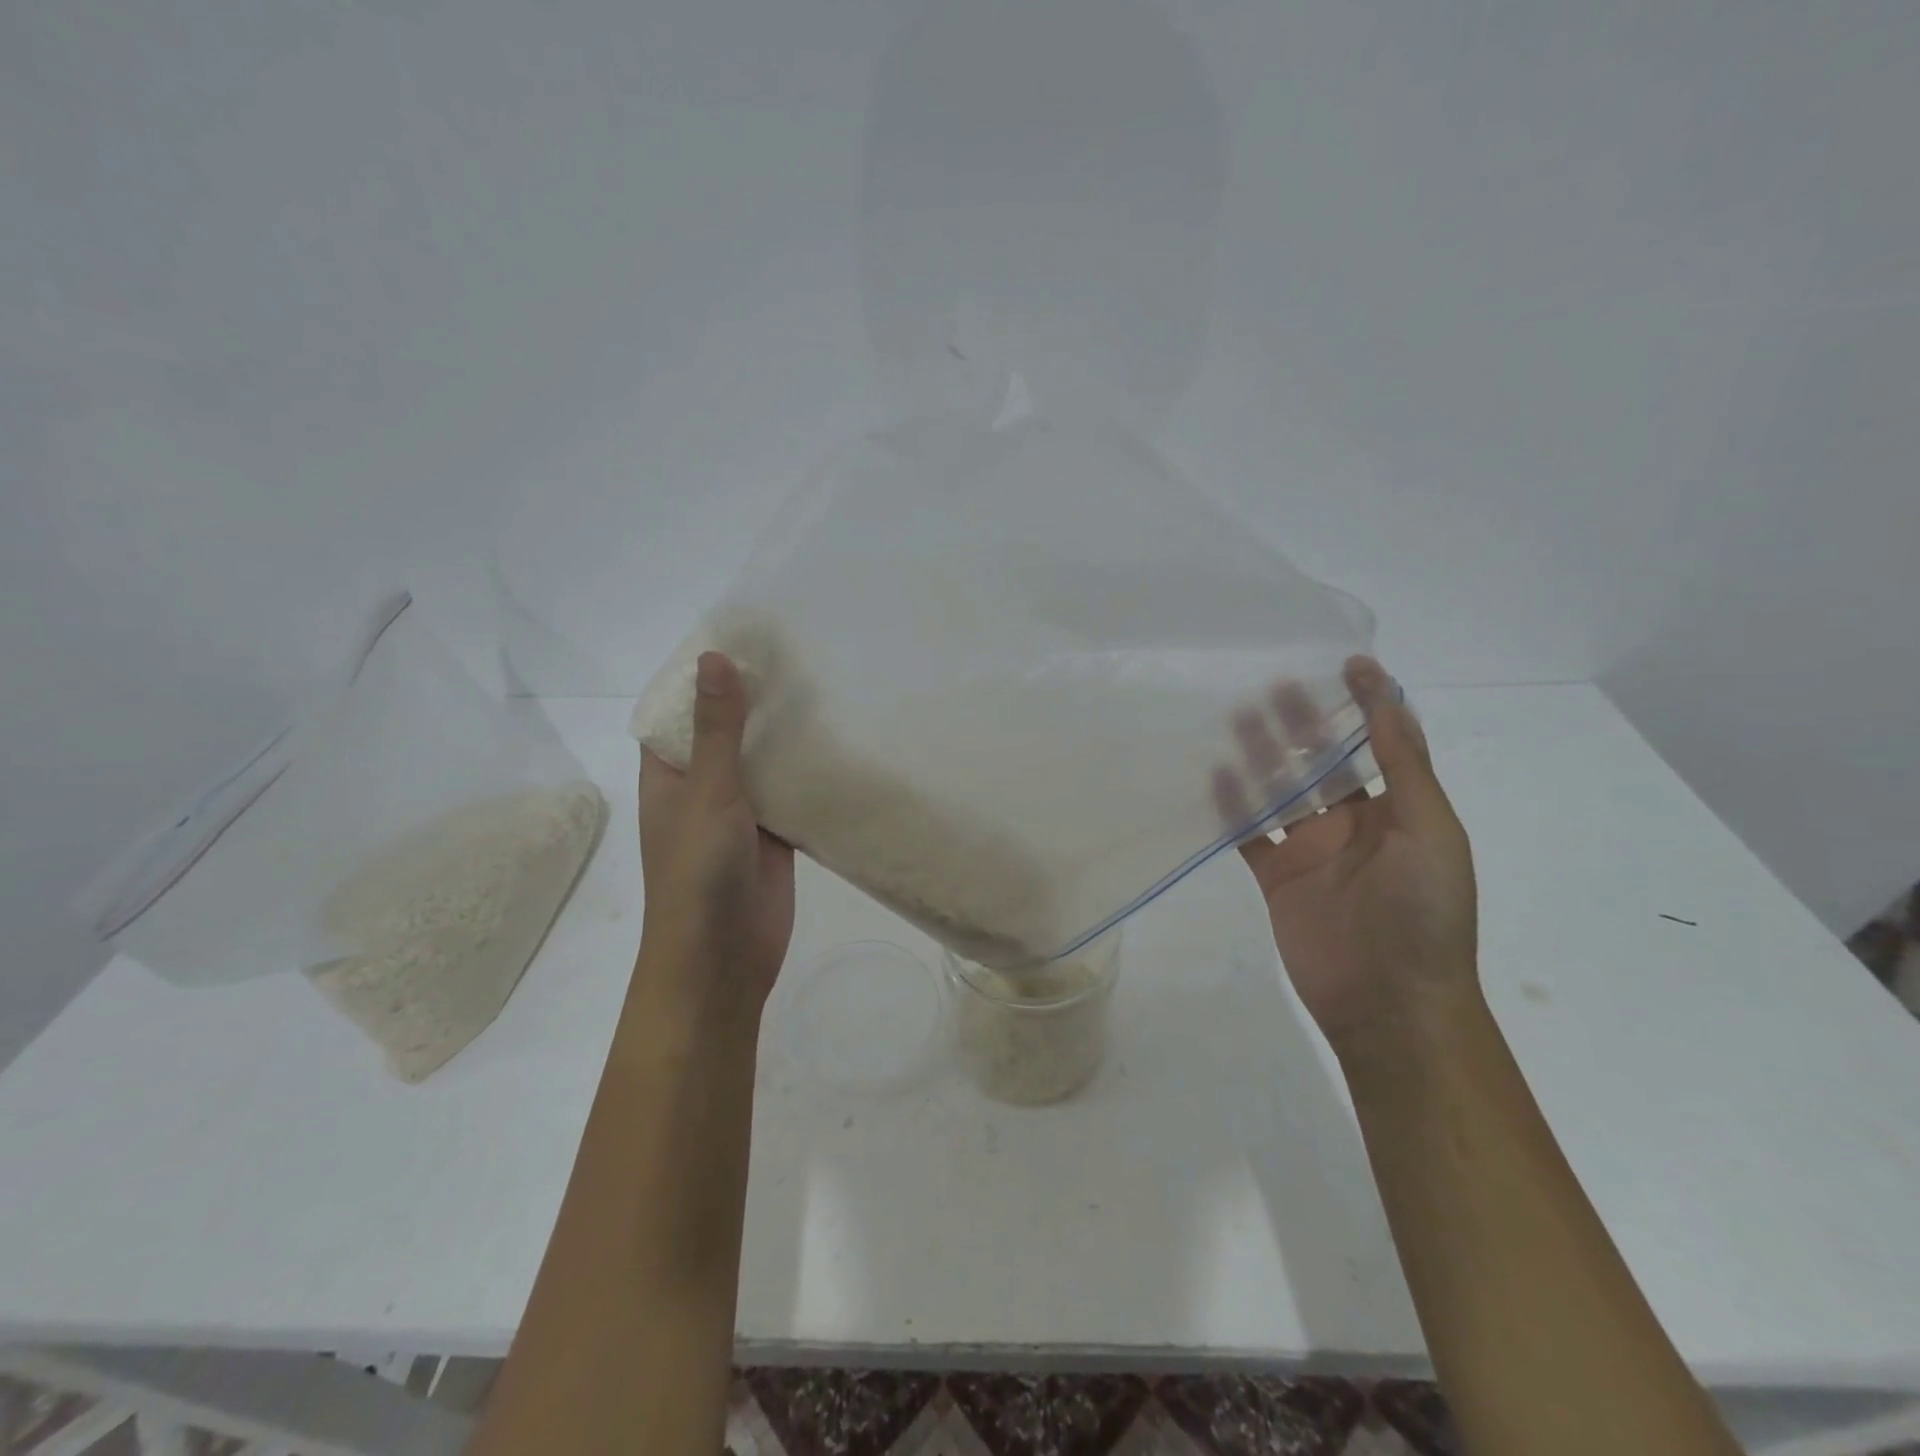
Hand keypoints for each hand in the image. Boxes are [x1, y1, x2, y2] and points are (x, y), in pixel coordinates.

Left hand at [637, 652, 795, 1029]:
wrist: (723, 959)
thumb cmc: (699, 874)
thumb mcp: (707, 793)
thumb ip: (717, 730)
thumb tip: (714, 658)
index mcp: (670, 774)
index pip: (680, 710)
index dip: (704, 676)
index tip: (742, 637)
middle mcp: (703, 787)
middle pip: (727, 731)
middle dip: (755, 699)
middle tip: (798, 653)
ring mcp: (741, 812)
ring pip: (763, 761)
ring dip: (785, 733)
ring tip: (825, 685)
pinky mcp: (775, 834)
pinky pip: (791, 792)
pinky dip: (809, 771)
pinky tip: (841, 742)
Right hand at [1216, 657, 1477, 1047]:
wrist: (1389, 1001)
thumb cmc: (1424, 912)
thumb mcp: (1429, 829)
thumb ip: (1403, 765)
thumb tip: (1388, 698)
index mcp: (1398, 810)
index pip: (1379, 744)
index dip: (1366, 704)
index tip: (1345, 664)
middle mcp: (1353, 824)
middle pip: (1321, 762)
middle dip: (1301, 725)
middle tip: (1272, 685)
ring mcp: (1312, 850)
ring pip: (1280, 791)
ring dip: (1261, 756)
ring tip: (1234, 717)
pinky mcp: (1277, 876)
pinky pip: (1250, 831)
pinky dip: (1233, 803)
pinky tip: (1215, 773)